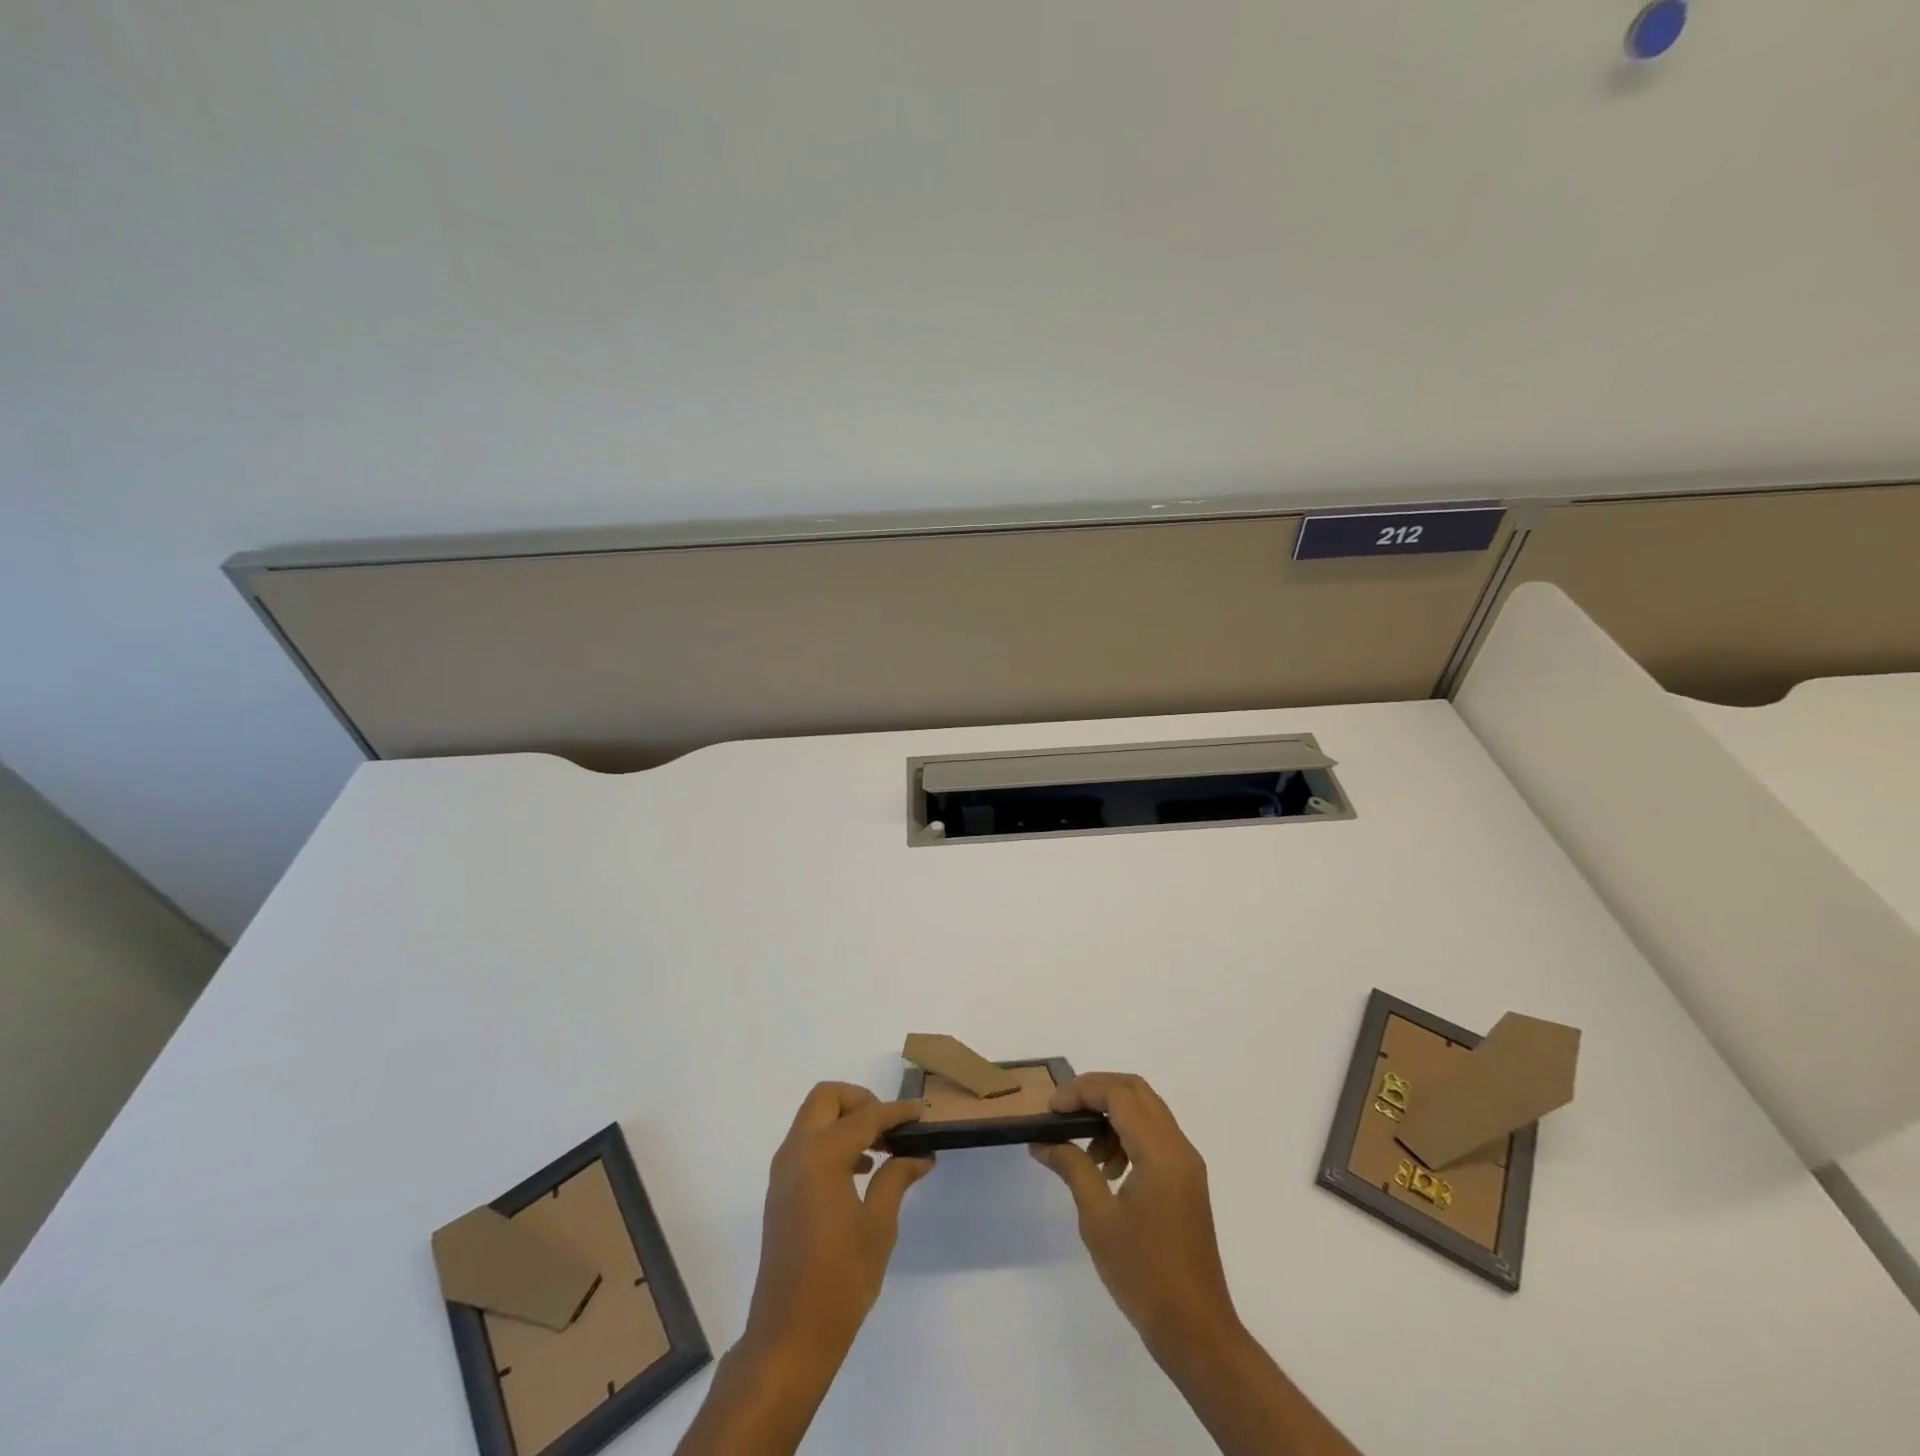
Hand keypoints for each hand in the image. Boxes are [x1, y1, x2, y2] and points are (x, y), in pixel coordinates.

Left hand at [742, 1082, 932, 1366]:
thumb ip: (896, 1178)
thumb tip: (919, 1154)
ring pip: (813, 1118)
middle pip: (827, 1098)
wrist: (789, 1337)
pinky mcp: (780, 1190)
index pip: (866, 1116)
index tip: (922, 1113)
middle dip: (860, 1101)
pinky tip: (860, 1169)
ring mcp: (784, 1171)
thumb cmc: (840, 1280)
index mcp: (822, 1155)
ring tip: (882, 1147)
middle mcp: (797, 1152)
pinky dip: (832, 1140)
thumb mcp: (878, 1226)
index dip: (897, 1112)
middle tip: (891, 1126)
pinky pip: (806, 1143)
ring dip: (846, 1120)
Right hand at [1030, 1073, 1238, 1359]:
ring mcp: (1186, 1164)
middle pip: (1136, 1091)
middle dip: (1096, 1092)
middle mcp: (1178, 1147)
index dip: (1081, 1091)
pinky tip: (1107, 1170)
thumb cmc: (1144, 1274)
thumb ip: (1073, 1167)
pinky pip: (1154, 1136)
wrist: (1196, 1330)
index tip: (1050, 1109)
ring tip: (1085, 1151)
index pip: (1119, 1094)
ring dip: (1112, 1115)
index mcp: (1160, 1151)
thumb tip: (1043, 1141)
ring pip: (1146, 1111)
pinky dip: (1127, 1136)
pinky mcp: (1186, 1181)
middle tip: (1063, 1112)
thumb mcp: (1098, 1219)